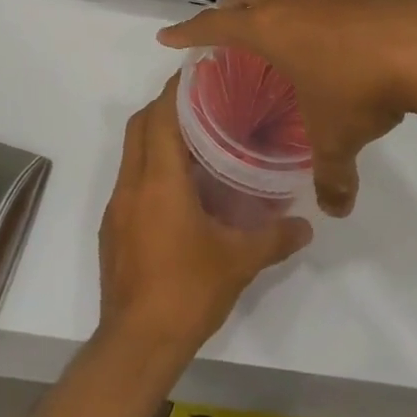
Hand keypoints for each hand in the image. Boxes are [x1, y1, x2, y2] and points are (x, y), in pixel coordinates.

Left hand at [98, 78, 311, 359]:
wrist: (136, 343)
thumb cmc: (188, 291)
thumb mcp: (238, 262)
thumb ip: (274, 238)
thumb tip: (305, 226)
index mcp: (159, 180)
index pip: (161, 116)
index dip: (176, 90)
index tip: (197, 73)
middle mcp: (132, 184)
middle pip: (140, 125)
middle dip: (164, 107)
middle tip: (201, 104)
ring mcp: (116, 206)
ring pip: (131, 152)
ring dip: (155, 138)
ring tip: (194, 142)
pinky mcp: (111, 228)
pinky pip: (129, 181)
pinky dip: (148, 169)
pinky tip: (177, 191)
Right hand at [159, 0, 416, 216]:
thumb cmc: (360, 86)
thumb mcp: (338, 137)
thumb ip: (332, 176)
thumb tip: (335, 209)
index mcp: (268, 27)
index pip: (214, 25)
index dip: (188, 31)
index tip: (168, 36)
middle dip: (232, 5)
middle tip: (232, 29)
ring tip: (282, 27)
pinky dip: (312, 4)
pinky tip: (332, 32)